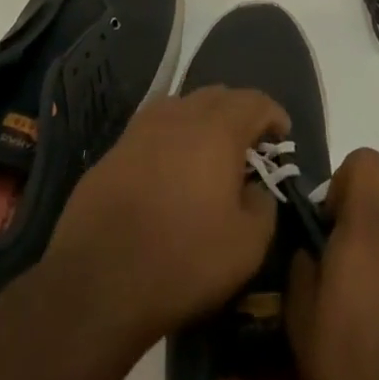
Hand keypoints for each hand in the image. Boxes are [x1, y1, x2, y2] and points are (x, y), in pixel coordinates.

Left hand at [45, 85, 289, 342]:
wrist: (96, 283)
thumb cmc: (182, 261)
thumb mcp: (246, 247)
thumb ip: (264, 208)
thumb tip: (257, 189)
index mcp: (218, 128)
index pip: (255, 101)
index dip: (273, 115)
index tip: (282, 137)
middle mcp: (181, 114)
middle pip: (219, 96)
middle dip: (239, 115)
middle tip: (248, 148)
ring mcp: (143, 128)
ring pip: (183, 107)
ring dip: (202, 122)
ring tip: (207, 155)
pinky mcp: (115, 149)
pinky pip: (154, 129)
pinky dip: (170, 139)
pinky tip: (169, 170)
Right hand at [287, 148, 378, 379]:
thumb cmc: (352, 369)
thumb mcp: (302, 323)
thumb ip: (302, 271)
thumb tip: (309, 249)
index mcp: (367, 229)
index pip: (367, 160)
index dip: (347, 179)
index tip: (331, 219)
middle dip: (370, 215)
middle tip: (350, 259)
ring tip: (372, 308)